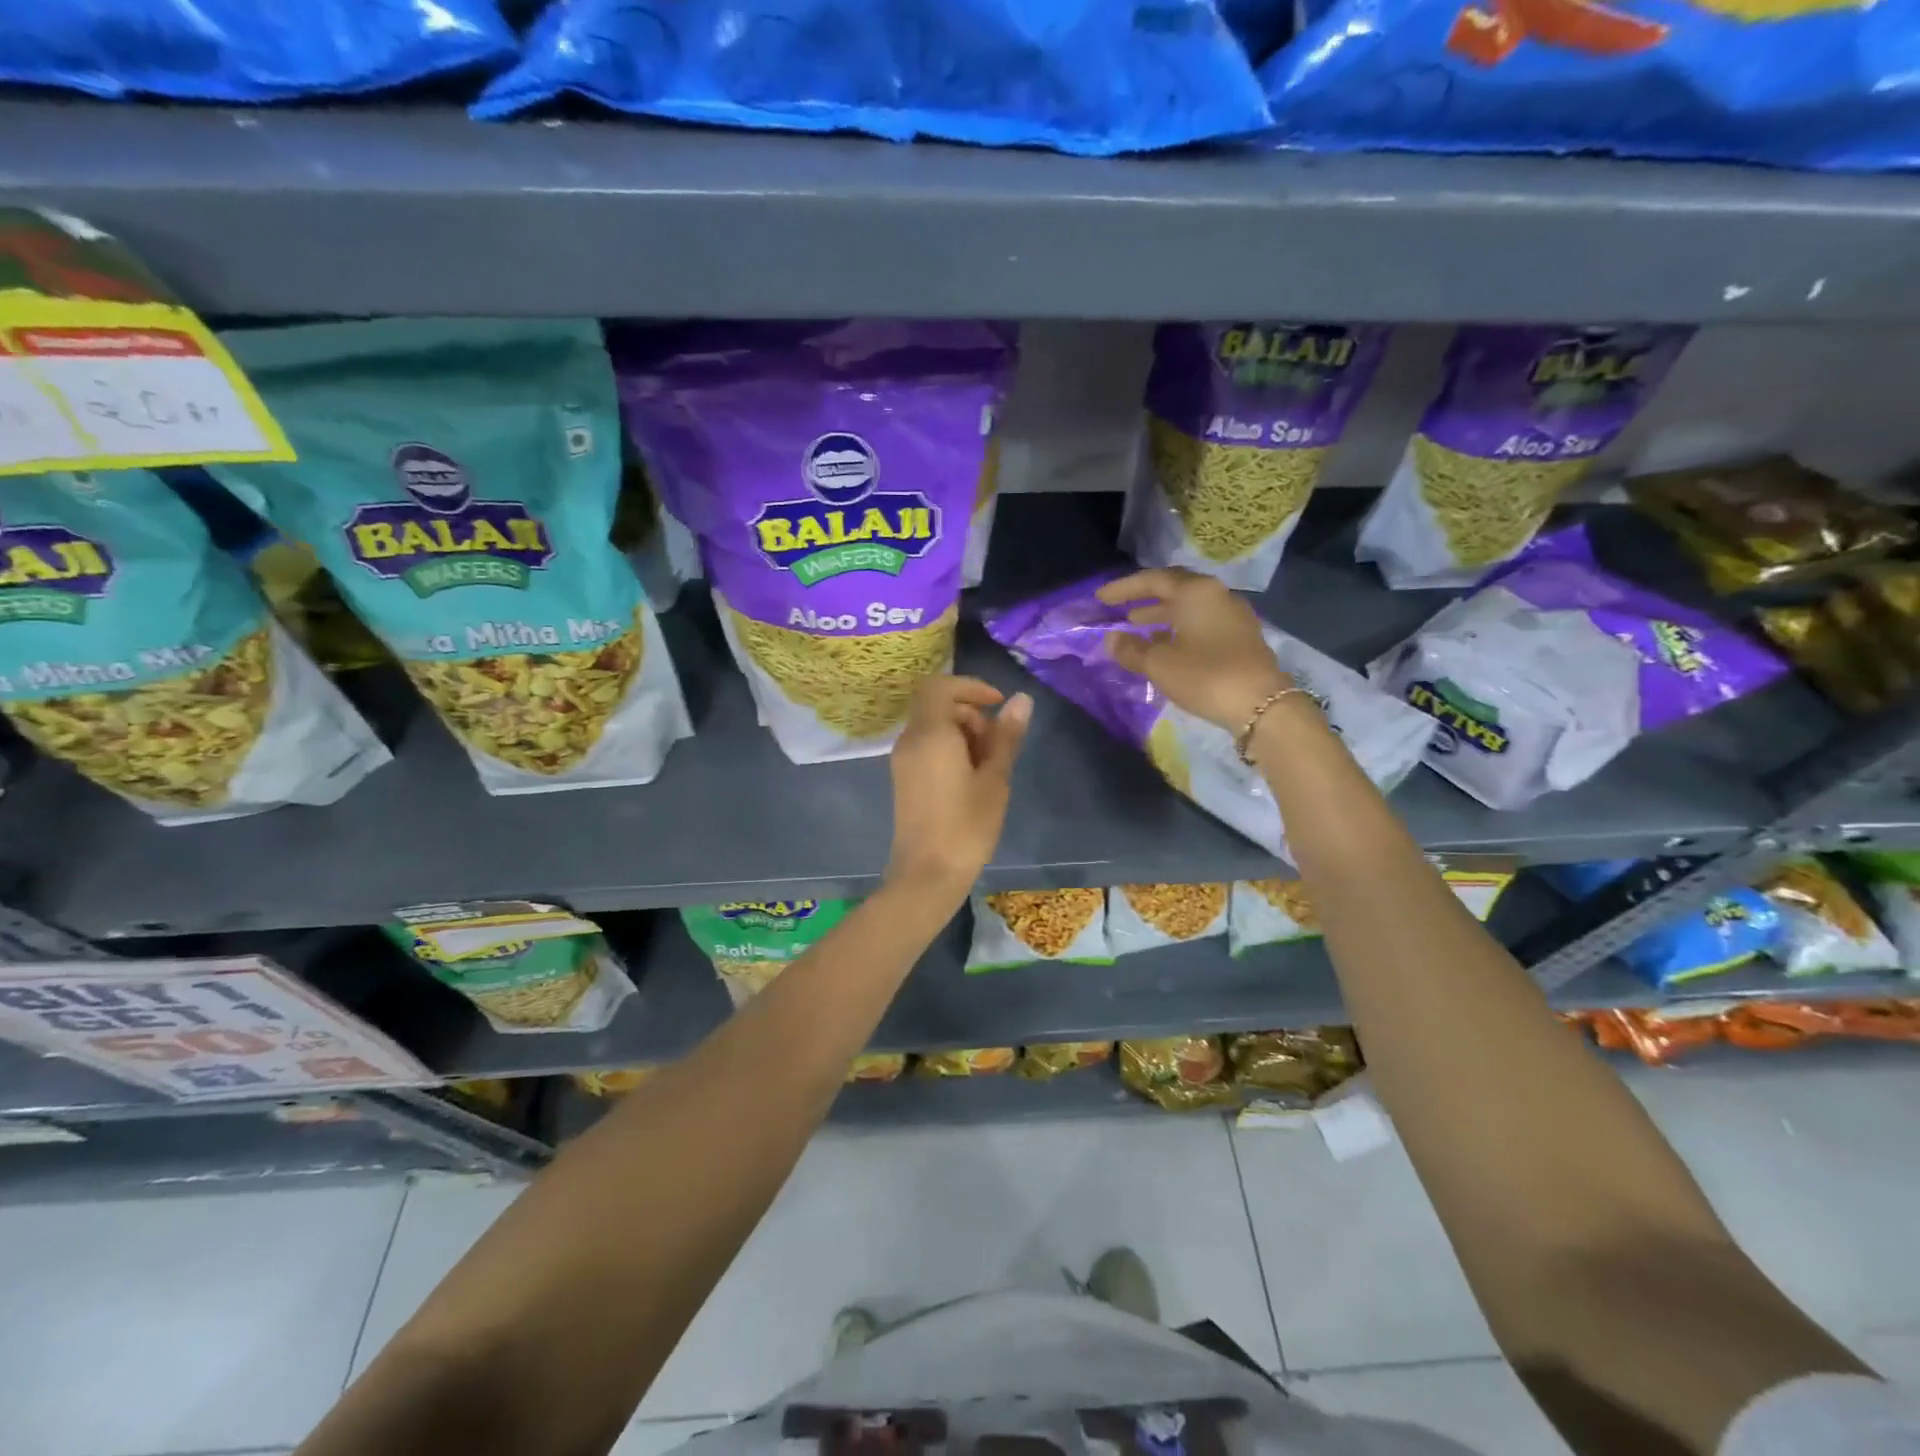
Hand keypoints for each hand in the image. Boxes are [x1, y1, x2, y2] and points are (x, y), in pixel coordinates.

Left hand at [885, 676, 1030, 899]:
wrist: (927, 874)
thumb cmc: (966, 825)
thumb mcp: (995, 779)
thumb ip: (1006, 736)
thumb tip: (1022, 700)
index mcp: (929, 733)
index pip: (940, 686)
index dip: (971, 687)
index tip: (998, 704)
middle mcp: (910, 741)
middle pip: (938, 706)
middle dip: (971, 714)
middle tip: (998, 746)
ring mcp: (903, 761)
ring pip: (933, 728)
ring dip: (963, 734)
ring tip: (989, 768)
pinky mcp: (904, 779)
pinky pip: (927, 748)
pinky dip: (950, 750)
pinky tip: (972, 780)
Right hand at [1097, 568, 1292, 731]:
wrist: (1262, 705)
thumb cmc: (1205, 676)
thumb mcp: (1159, 664)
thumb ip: (1131, 649)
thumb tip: (1111, 639)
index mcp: (1195, 592)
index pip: (1153, 580)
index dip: (1123, 588)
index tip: (1101, 598)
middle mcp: (1216, 595)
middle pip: (1174, 588)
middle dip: (1144, 598)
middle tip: (1119, 609)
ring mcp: (1232, 614)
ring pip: (1189, 607)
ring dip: (1161, 615)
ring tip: (1136, 628)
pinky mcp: (1240, 636)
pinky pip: (1202, 622)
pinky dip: (1178, 628)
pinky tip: (1164, 646)